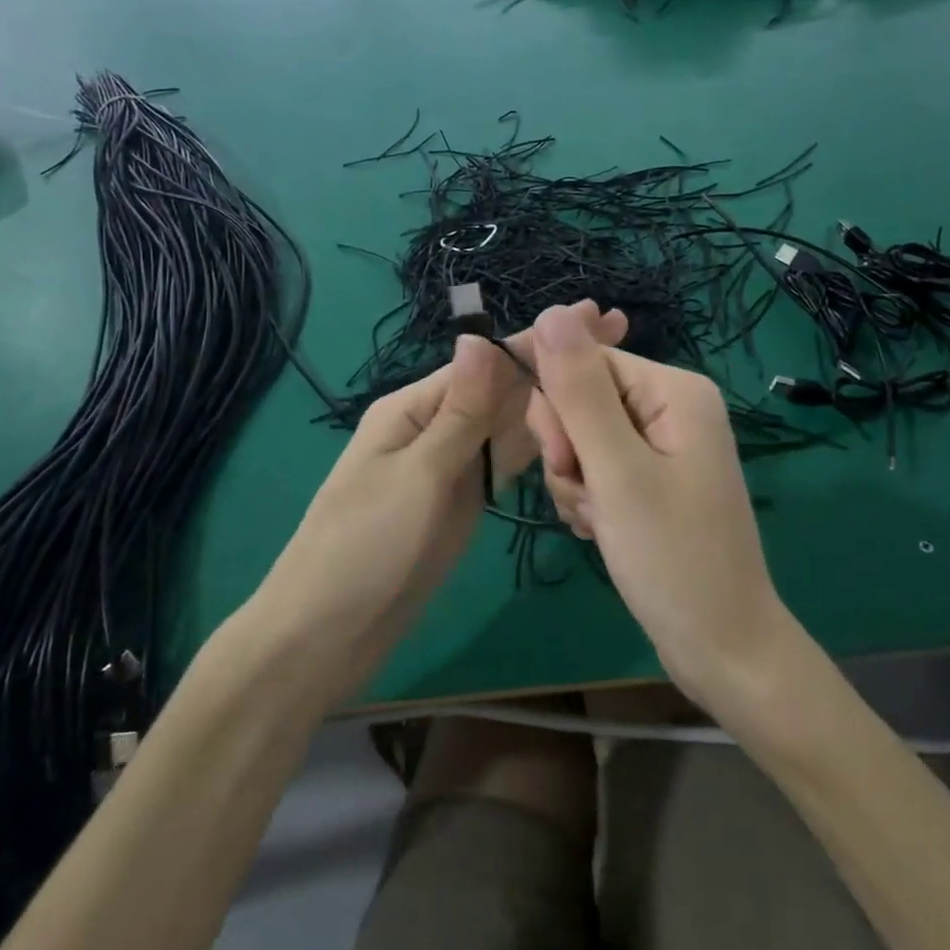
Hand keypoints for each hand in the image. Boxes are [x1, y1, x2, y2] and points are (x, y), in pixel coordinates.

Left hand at [261, 303, 624, 695]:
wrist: (330, 633)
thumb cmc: (366, 546)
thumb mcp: (418, 474)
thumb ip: (460, 412)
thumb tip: (480, 336)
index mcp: (415, 408)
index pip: (487, 363)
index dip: (541, 341)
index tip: (596, 316)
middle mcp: (436, 427)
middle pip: (504, 388)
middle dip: (556, 362)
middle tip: (619, 334)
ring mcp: (452, 465)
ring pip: (511, 423)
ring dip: (554, 397)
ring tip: (610, 375)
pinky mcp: (463, 500)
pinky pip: (506, 460)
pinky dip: (540, 443)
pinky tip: (576, 427)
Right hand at [515, 305, 789, 707]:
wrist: (721, 648)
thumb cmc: (672, 558)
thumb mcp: (616, 470)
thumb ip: (579, 390)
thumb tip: (550, 311)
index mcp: (674, 389)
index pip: (584, 361)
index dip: (558, 408)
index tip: (563, 460)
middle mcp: (671, 407)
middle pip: (582, 400)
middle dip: (569, 450)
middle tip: (591, 497)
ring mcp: (662, 445)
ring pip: (581, 438)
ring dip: (576, 481)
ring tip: (602, 521)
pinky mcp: (652, 479)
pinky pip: (597, 468)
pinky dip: (589, 499)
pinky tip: (603, 531)